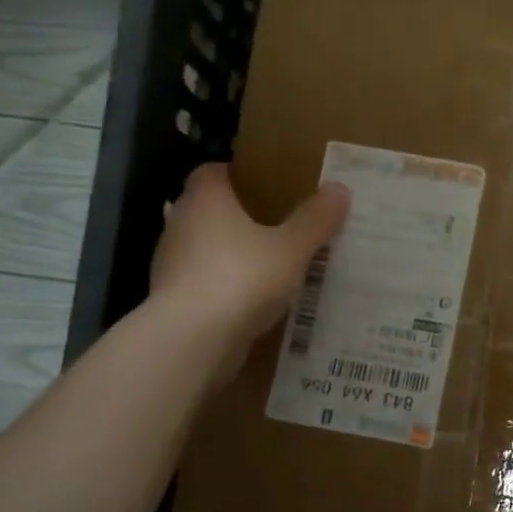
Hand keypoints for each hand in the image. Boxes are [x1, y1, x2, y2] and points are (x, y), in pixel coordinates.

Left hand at [152, 164, 350, 365]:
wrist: (193, 339)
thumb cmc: (242, 277)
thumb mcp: (292, 248)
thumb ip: (315, 220)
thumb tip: (339, 189)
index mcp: (205, 199)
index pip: (214, 172)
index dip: (239, 175)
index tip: (269, 186)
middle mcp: (181, 224)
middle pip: (210, 210)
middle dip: (241, 217)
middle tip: (281, 225)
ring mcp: (172, 264)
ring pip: (207, 249)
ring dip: (233, 254)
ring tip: (272, 265)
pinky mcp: (173, 299)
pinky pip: (206, 283)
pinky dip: (226, 287)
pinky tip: (255, 301)